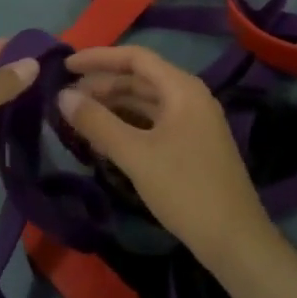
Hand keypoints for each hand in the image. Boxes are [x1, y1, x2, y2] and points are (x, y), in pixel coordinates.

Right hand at [59, 44, 276, 273]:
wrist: (234, 240)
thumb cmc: (185, 189)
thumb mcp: (135, 155)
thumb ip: (97, 122)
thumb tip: (62, 97)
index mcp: (182, 89)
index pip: (135, 58)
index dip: (98, 58)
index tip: (65, 66)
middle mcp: (190, 98)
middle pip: (140, 80)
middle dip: (102, 85)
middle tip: (66, 98)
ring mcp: (193, 123)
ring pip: (146, 104)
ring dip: (113, 107)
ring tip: (79, 118)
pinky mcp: (192, 146)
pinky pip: (154, 124)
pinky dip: (128, 126)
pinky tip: (105, 140)